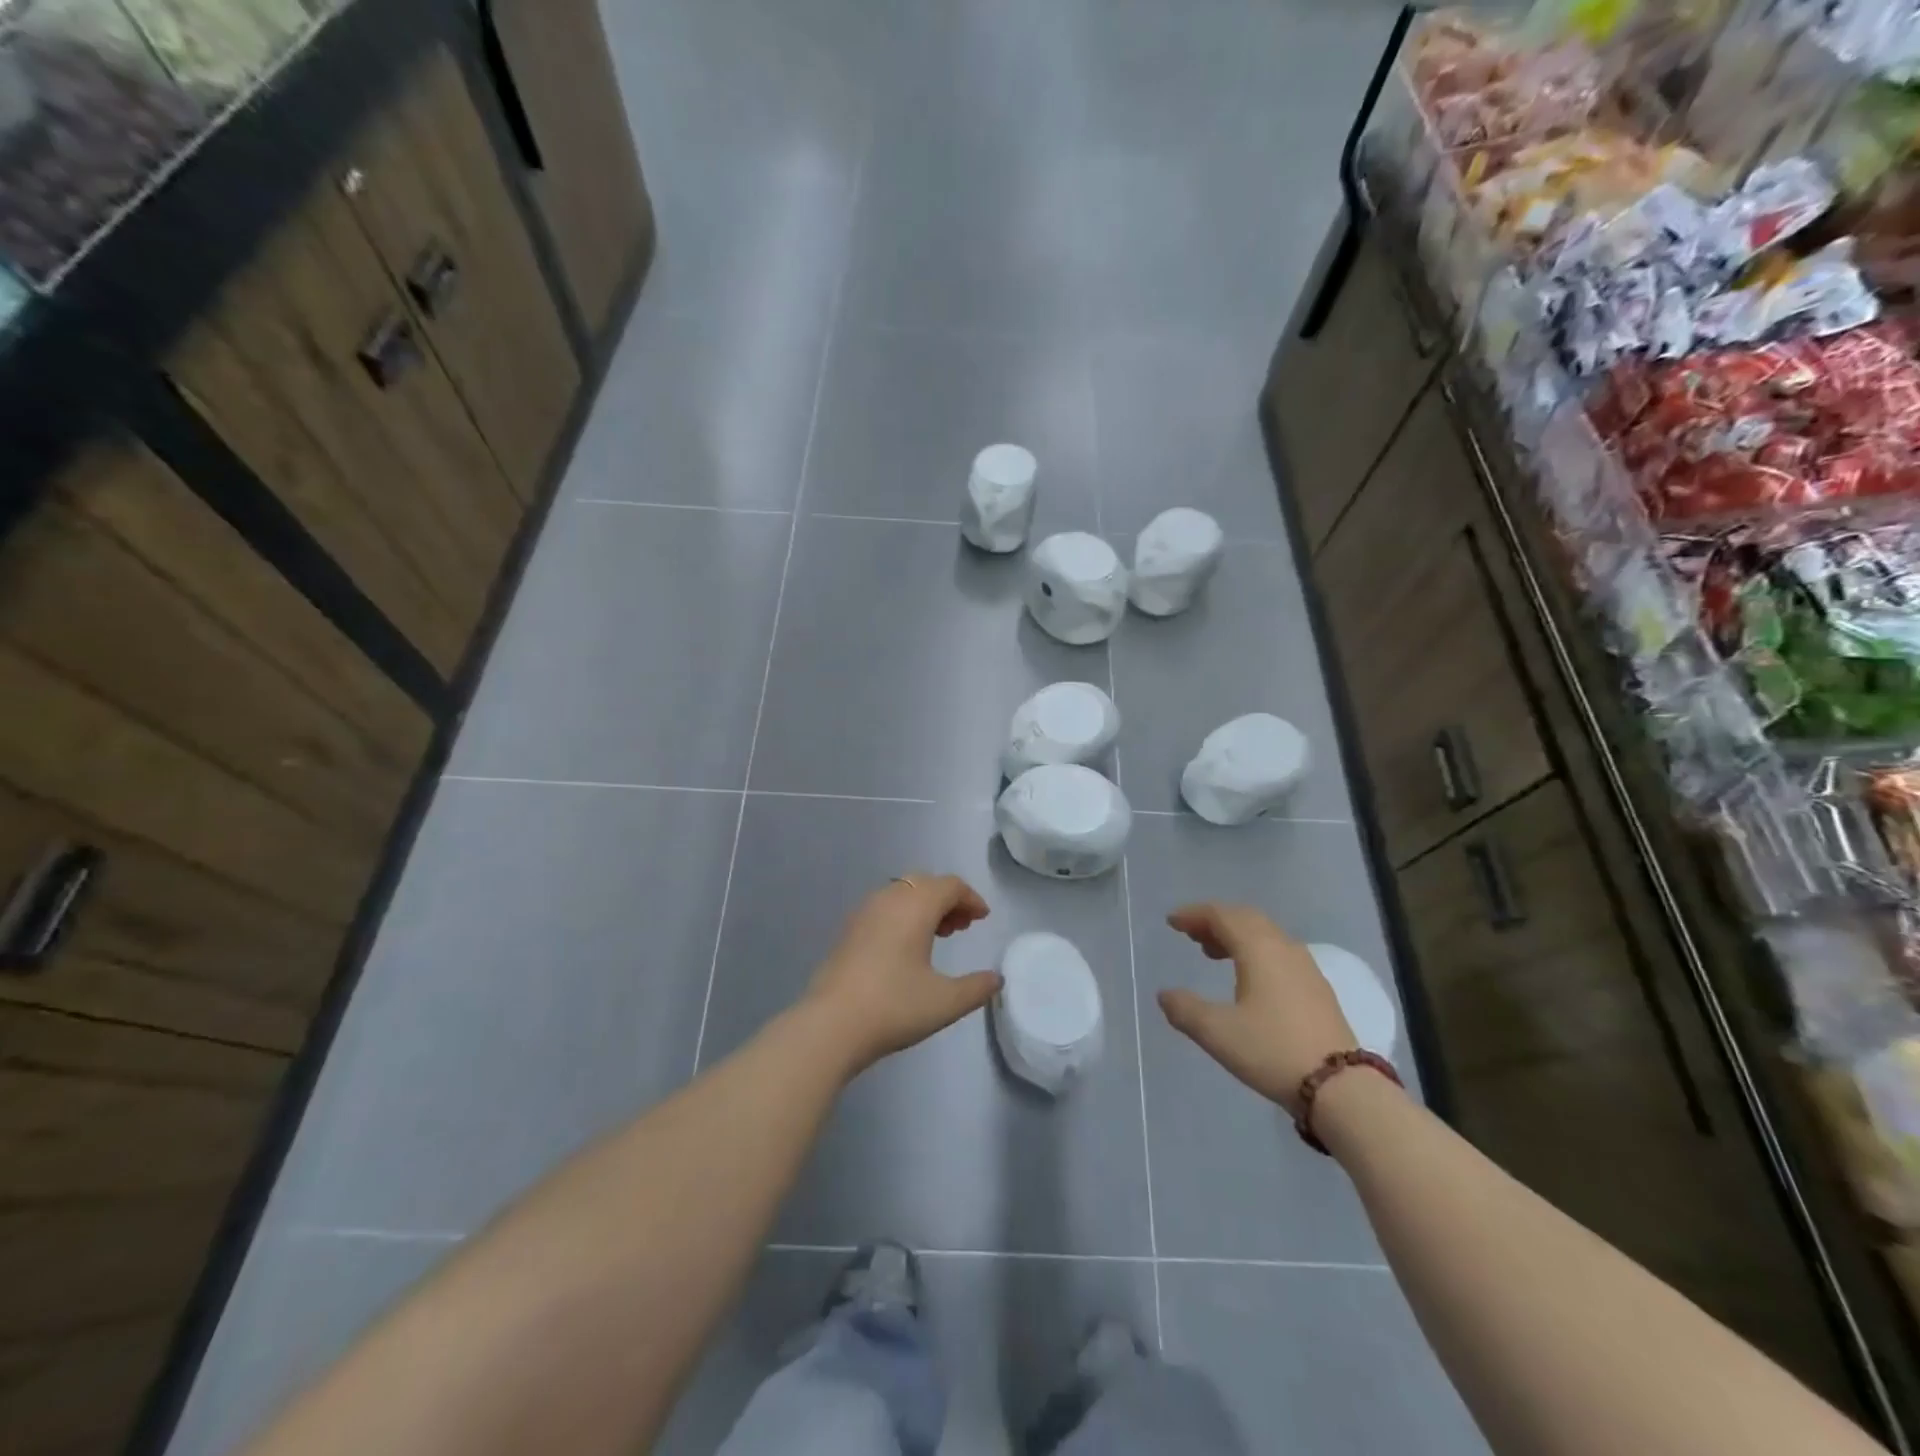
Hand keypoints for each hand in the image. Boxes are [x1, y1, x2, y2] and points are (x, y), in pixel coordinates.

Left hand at [805, 875, 1001, 1075]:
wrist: (831, 1025)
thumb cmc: (894, 1006)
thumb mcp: (945, 1002)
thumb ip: (976, 988)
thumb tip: (996, 979)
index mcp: (915, 905)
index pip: (950, 885)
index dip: (971, 898)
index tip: (983, 919)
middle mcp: (889, 899)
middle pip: (925, 883)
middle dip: (948, 899)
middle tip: (962, 926)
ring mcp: (864, 912)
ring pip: (902, 893)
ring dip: (924, 906)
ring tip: (939, 936)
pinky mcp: (848, 930)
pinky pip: (884, 908)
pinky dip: (903, 915)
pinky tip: (906, 948)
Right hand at [1157, 903, 1357, 1116]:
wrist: (1341, 1088)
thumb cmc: (1272, 1050)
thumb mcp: (1217, 1032)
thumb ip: (1185, 1009)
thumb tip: (1165, 994)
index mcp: (1258, 949)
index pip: (1222, 915)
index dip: (1194, 914)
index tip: (1172, 922)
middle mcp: (1283, 948)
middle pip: (1245, 918)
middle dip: (1215, 921)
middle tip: (1191, 934)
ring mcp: (1305, 968)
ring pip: (1265, 935)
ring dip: (1236, 936)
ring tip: (1213, 954)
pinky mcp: (1318, 989)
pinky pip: (1279, 953)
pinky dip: (1255, 951)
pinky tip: (1249, 978)